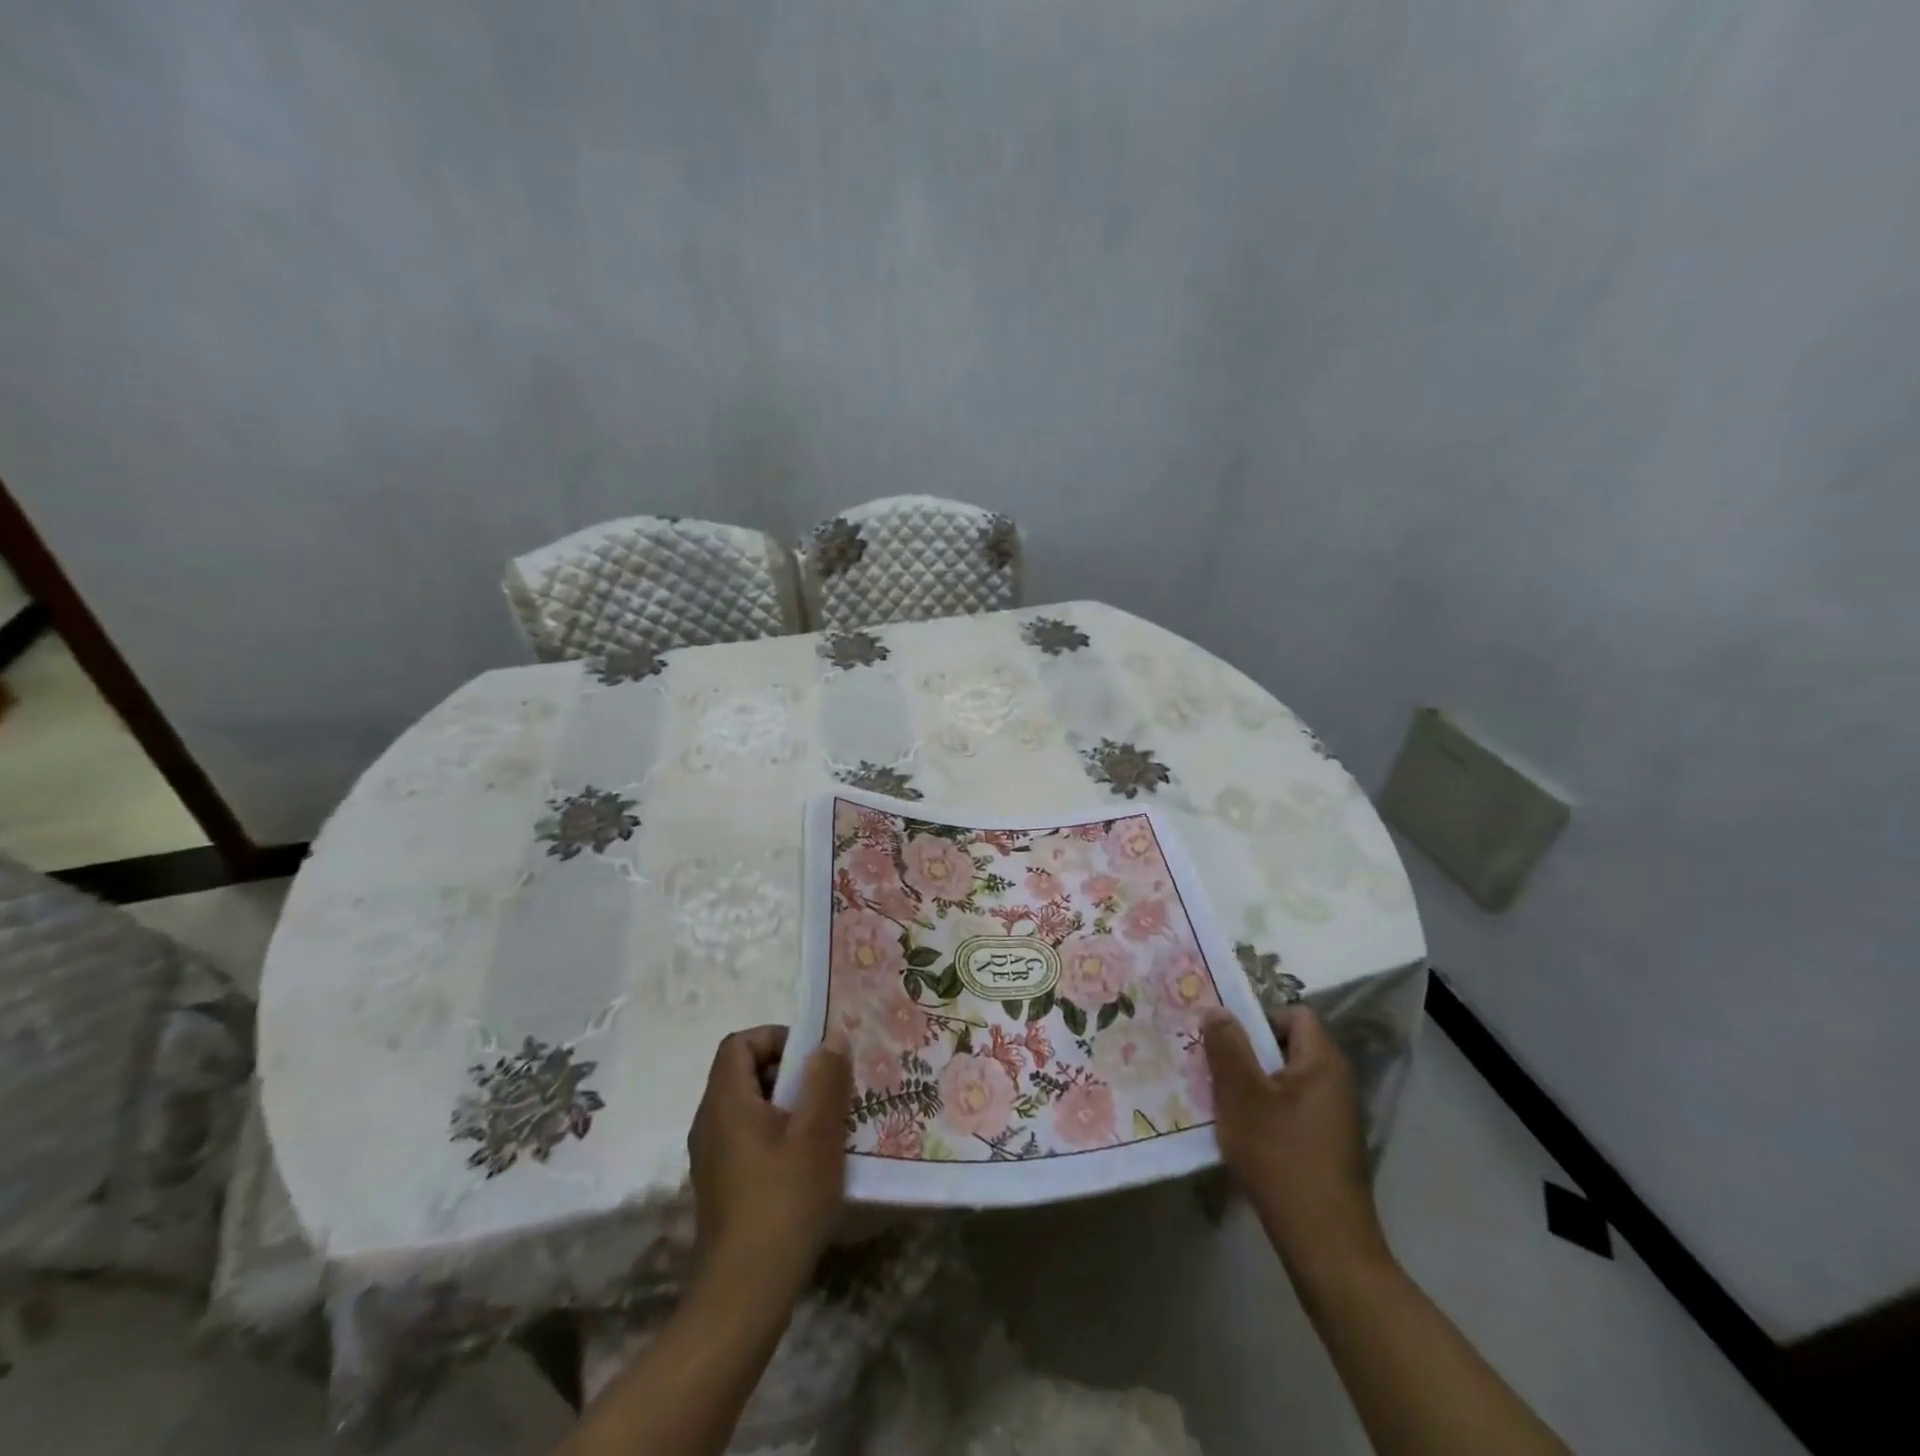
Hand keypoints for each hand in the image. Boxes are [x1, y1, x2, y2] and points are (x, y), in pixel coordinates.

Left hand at [687, 1025, 852, 1293]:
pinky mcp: (722, 1186)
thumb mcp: (816, 1133)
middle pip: (745, 1072)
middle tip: (829, 1089)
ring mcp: (712, 1157)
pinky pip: (750, 1138)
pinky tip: (811, 1162)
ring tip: (828, 1124)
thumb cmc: (783, 1202)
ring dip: (789, 1105)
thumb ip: (825, 1079)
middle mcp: (710, 1122)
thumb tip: (830, 1039)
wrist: (743, 1296)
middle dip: (790, 1072)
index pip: (739, 1043)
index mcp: (725, 1101)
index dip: (776, 1038)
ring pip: (751, 1107)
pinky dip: (779, 1135)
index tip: (812, 1058)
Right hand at [1204, 1006, 1390, 1277]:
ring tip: (1219, 1101)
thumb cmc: (1281, 1156)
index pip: (1293, 1014)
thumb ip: (1227, 1047)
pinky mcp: (1327, 1148)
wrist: (1324, 1244)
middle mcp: (1336, 1083)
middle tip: (1211, 1066)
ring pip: (1285, 1082)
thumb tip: (1217, 1010)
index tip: (1225, 1038)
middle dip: (1246, 1053)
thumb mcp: (1241, 1095)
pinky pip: (1291, 1111)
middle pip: (1287, 1047)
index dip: (1258, 1018)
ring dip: (1252, 1086)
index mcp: (1322, 1062)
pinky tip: (1241, 1135)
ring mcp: (1334, 1118)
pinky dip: (1265, 1114)